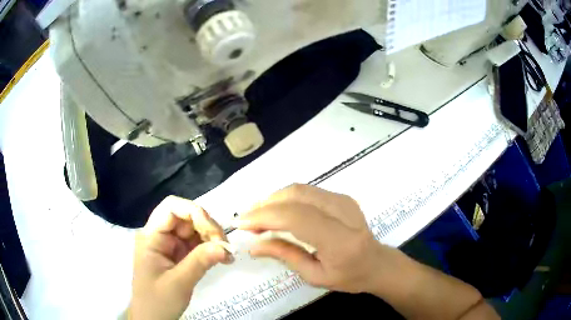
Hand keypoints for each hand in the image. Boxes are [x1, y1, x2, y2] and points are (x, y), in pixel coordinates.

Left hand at [129, 196, 232, 319]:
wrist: (152, 319)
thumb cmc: (157, 302)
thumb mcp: (178, 283)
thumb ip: (200, 262)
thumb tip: (226, 247)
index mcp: (151, 236)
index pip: (171, 208)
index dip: (194, 212)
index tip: (213, 232)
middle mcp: (160, 235)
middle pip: (186, 217)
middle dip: (208, 227)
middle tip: (226, 247)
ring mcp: (170, 245)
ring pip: (194, 229)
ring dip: (213, 238)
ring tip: (227, 255)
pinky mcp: (179, 255)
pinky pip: (197, 244)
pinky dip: (211, 248)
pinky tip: (223, 258)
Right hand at [236, 184, 398, 293]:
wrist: (376, 263)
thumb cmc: (348, 276)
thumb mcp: (315, 276)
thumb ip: (284, 255)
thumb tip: (253, 245)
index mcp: (341, 241)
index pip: (297, 218)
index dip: (265, 216)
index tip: (241, 223)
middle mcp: (345, 213)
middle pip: (296, 195)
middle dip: (265, 205)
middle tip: (247, 221)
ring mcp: (344, 200)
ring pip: (299, 189)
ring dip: (273, 200)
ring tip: (257, 216)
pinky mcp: (342, 196)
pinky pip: (306, 191)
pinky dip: (285, 199)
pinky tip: (275, 211)